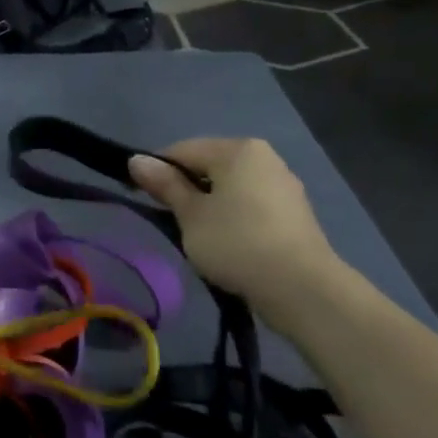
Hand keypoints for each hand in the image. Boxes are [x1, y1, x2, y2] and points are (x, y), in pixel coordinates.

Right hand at [128, 139, 345, 329]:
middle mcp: (264, 157)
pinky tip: (228, 244)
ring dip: (210, 205)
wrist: (302, 288)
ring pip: (231, 187)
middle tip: (170, 220)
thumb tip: (136, 160)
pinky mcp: (294, 213)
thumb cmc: (236, 243)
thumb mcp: (191, 215)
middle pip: (209, 165)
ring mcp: (283, 184)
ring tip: (198, 237)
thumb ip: (165, 185)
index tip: (141, 197)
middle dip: (186, 188)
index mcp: (237, 149)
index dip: (157, 171)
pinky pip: (251, 205)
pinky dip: (234, 218)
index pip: (182, 150)